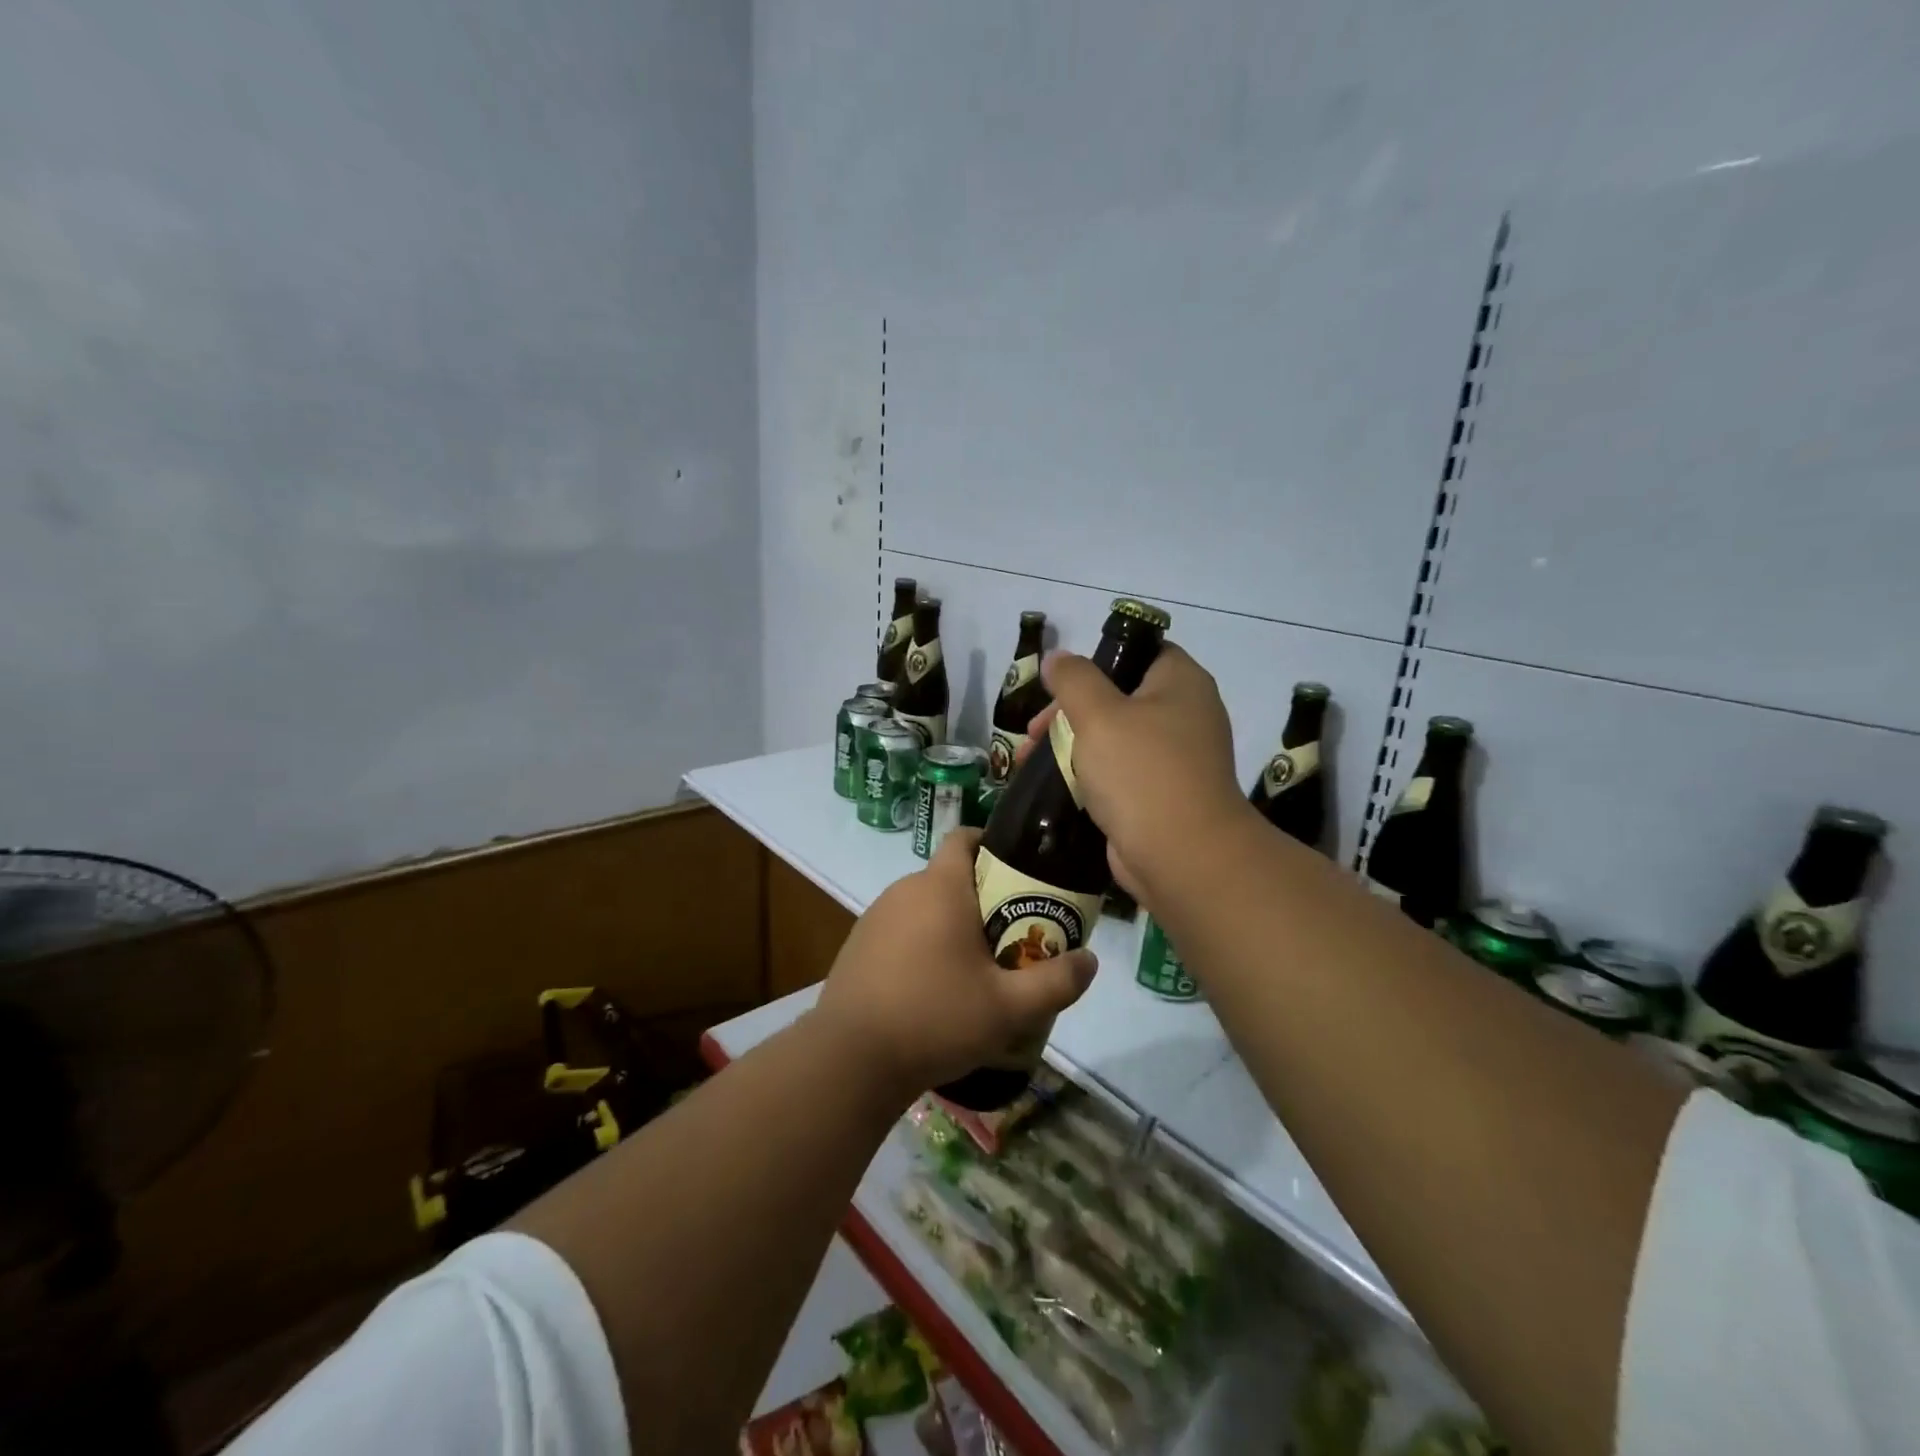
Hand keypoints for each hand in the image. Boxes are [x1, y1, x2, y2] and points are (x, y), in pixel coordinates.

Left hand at [812, 828, 1097, 1098]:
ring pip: (925, 905)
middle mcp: (904, 890)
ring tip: (975, 967)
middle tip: (1011, 934)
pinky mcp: (858, 944)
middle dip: (982, 897)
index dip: (992, 846)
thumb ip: (1056, 982)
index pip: (964, 838)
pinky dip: (922, 943)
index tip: (1018, 875)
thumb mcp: (1009, 1008)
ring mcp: (875, 917)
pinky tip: (933, 987)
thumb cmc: (935, 1018)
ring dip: (950, 923)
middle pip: (950, 876)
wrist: (850, 1059)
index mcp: (940, 887)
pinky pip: (901, 929)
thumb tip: (1091, 961)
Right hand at [1023, 642, 1247, 899]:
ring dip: (1071, 744)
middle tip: (1034, 731)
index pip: (1141, 651)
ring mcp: (1175, 758)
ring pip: (1114, 737)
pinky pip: (1118, 772)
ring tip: (1031, 761)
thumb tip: (1056, 657)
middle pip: (1118, 696)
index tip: (1061, 681)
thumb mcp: (1098, 714)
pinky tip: (1055, 784)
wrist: (1182, 856)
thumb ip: (1073, 679)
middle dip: (1069, 711)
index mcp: (1181, 683)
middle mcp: (1185, 714)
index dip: (1098, 659)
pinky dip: (1088, 774)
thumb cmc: (1141, 772)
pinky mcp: (1161, 794)